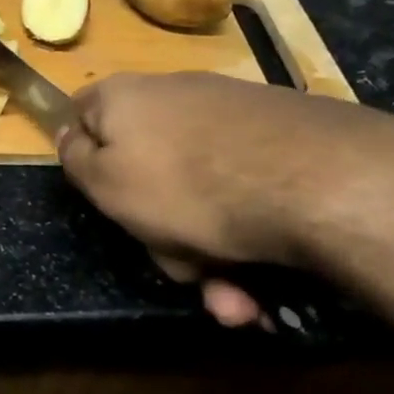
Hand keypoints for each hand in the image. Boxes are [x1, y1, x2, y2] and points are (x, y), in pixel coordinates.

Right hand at [57, 72, 393, 327]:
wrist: (323, 184)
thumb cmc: (188, 187)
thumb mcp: (106, 184)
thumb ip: (76, 159)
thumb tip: (70, 135)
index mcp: (124, 97)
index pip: (83, 115)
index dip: (86, 158)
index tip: (105, 199)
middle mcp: (176, 94)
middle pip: (147, 165)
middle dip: (160, 228)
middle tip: (182, 271)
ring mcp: (234, 114)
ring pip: (201, 191)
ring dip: (209, 249)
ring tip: (235, 298)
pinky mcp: (286, 137)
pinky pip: (247, 190)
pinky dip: (249, 232)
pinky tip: (267, 278)